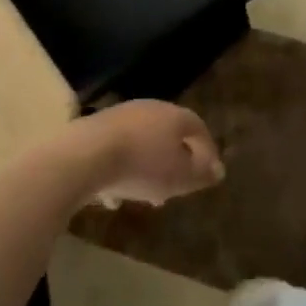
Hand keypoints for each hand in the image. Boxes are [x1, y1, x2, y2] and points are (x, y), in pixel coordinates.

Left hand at [71, 101, 223, 208]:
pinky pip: (117, 151)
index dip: (206, 150)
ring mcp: (120, 116)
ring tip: (145, 196)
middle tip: (176, 188)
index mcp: (174, 115)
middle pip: (168, 134)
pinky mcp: (96, 129)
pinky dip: (121, 171)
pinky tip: (114, 197)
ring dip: (147, 168)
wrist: (87, 155)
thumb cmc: (143, 165)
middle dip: (174, 161)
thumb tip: (218, 169)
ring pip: (142, 143)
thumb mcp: (180, 177)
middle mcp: (149, 108)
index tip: (209, 173)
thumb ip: (201, 173)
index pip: (198, 127)